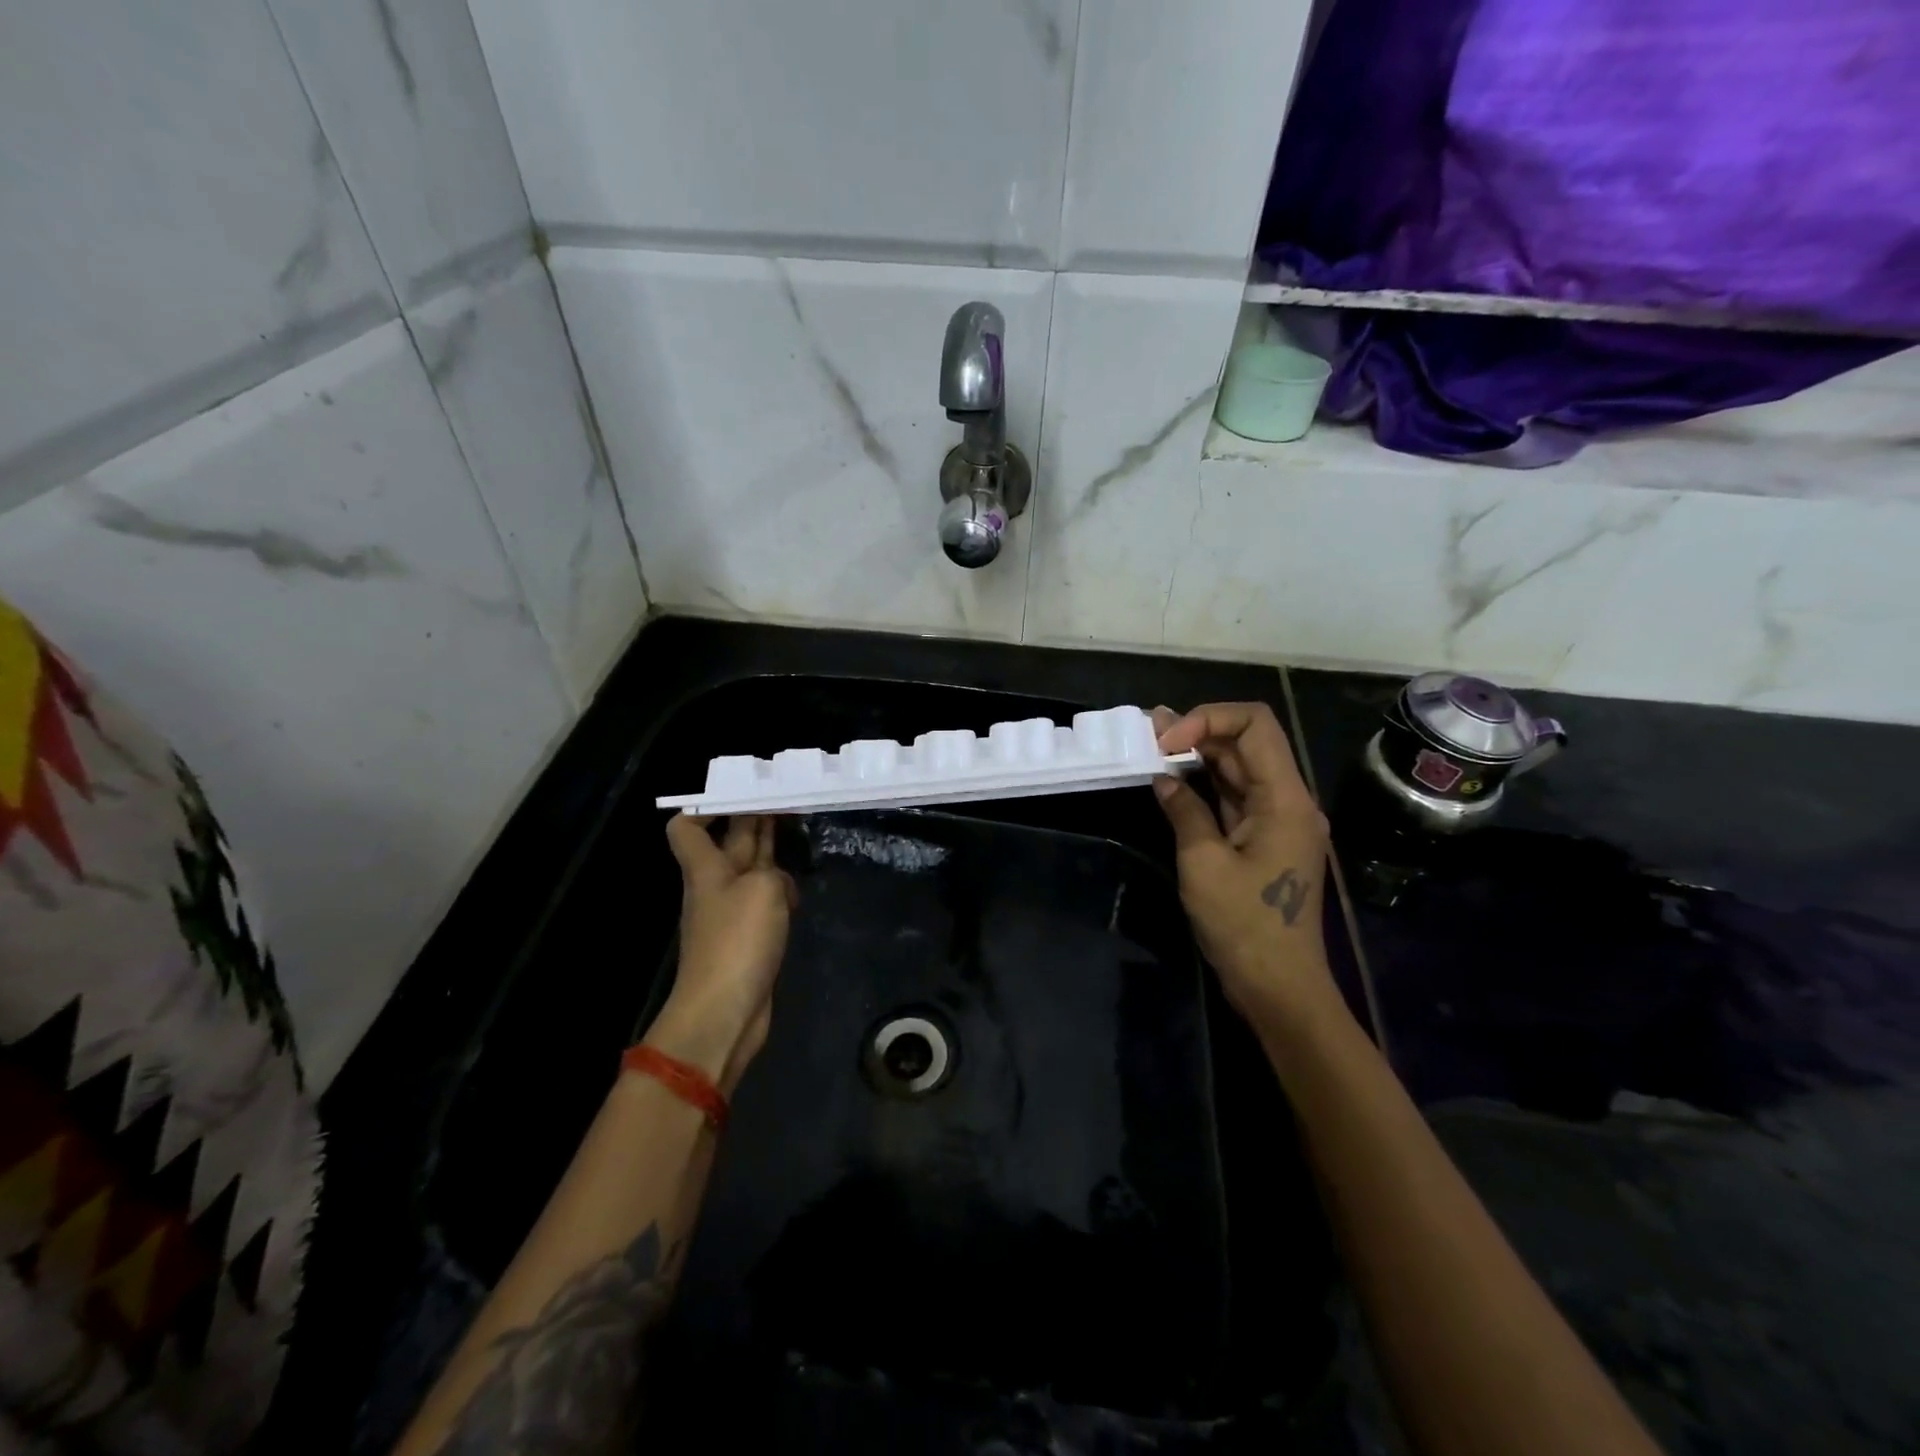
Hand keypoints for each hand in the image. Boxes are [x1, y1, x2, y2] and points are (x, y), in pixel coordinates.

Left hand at [651, 814, 796, 1093]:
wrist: (725, 1011)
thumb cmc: (738, 941)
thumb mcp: (764, 889)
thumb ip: (772, 871)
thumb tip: (778, 882)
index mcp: (706, 868)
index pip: (687, 828)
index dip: (707, 809)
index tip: (741, 797)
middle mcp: (715, 886)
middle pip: (729, 844)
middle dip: (752, 821)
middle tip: (784, 800)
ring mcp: (731, 914)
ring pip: (750, 872)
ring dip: (769, 855)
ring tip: (797, 837)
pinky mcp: (748, 940)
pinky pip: (763, 903)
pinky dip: (779, 893)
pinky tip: (797, 892)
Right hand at [1152, 703, 1338, 1030]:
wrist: (1279, 987)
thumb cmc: (1243, 925)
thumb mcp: (1203, 863)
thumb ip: (1185, 810)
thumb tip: (1165, 779)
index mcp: (1285, 799)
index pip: (1255, 725)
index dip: (1208, 718)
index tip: (1167, 741)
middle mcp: (1289, 801)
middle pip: (1248, 743)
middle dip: (1199, 730)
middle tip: (1149, 734)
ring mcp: (1279, 821)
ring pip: (1240, 769)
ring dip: (1200, 755)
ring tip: (1154, 746)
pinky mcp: (1266, 840)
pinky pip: (1237, 798)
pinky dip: (1206, 785)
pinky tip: (1174, 780)